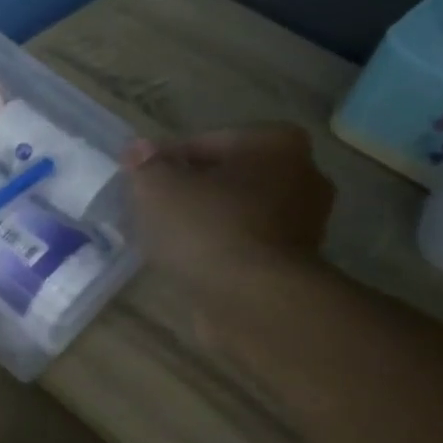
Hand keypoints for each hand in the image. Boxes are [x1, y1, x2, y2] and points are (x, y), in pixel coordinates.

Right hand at [124, 125, 333, 288]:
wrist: (254, 300)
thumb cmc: (207, 228)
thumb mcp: (158, 187)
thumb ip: (145, 165)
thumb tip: (138, 149)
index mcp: (275, 143)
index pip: (204, 143)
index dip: (165, 161)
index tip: (139, 182)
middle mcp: (302, 175)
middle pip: (227, 177)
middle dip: (191, 190)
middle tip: (151, 208)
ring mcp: (304, 223)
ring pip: (237, 213)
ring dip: (206, 221)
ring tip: (166, 238)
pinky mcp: (295, 264)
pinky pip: (244, 245)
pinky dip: (219, 249)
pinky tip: (190, 262)